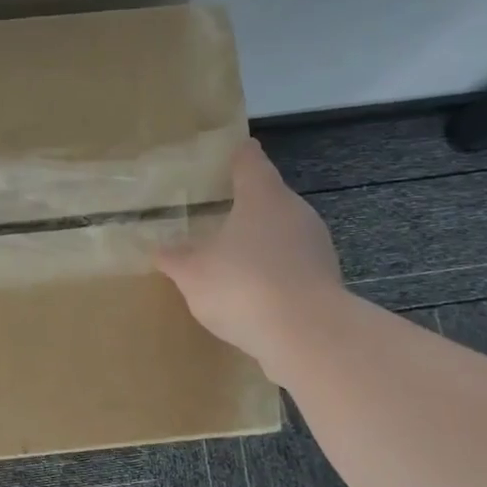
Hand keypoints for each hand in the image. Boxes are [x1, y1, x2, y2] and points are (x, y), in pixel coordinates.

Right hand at [154, 138, 342, 361]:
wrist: (307, 335)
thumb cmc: (243, 286)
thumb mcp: (192, 273)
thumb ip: (175, 257)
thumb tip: (160, 248)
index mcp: (262, 197)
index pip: (250, 162)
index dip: (238, 156)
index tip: (233, 151)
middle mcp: (295, 212)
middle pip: (270, 197)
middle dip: (247, 205)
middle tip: (219, 212)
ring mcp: (316, 246)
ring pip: (283, 233)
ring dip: (261, 241)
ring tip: (233, 257)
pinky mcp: (326, 279)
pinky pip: (293, 265)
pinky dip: (274, 271)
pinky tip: (255, 292)